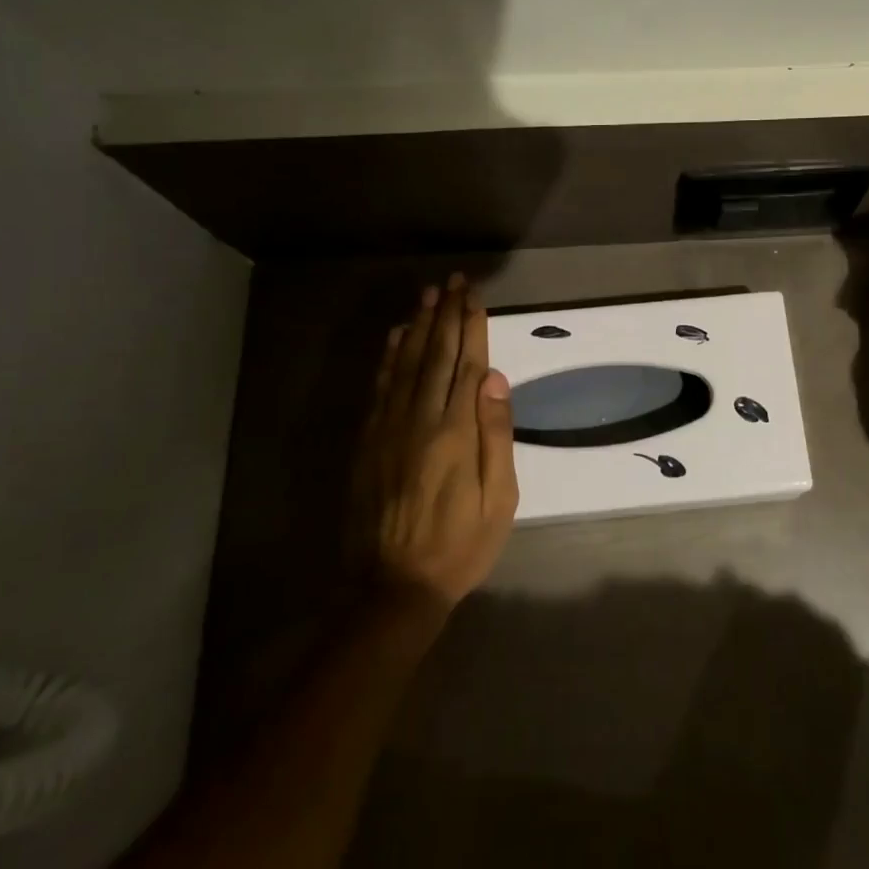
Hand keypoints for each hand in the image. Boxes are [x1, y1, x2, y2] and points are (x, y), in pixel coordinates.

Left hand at [355, 275, 517, 615]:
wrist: (392, 587)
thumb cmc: (460, 545)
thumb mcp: (499, 499)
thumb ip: (496, 435)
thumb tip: (494, 379)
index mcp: (456, 431)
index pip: (466, 365)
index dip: (471, 327)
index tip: (474, 296)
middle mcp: (420, 420)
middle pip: (436, 355)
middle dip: (446, 315)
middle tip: (453, 281)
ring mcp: (389, 429)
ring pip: (406, 365)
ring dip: (419, 327)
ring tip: (428, 296)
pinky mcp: (368, 443)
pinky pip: (380, 389)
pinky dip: (389, 358)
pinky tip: (397, 337)